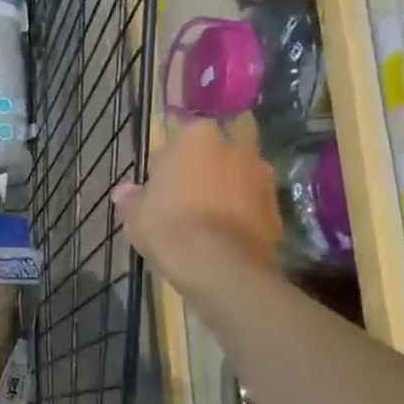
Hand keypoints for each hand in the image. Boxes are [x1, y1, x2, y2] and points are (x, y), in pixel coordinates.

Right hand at [113, 120, 283, 290]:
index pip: (178, 139)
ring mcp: (262, 176)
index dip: (167, 163)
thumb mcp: (134, 214)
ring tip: (207, 218)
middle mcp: (235, 147)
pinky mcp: (277, 207)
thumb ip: (131, 197)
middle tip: (188, 193)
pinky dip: (241, 213)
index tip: (158, 184)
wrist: (219, 265)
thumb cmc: (169, 226)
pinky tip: (223, 235)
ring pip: (239, 175)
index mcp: (197, 137)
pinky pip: (252, 203)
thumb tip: (126, 192)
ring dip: (227, 188)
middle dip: (206, 166)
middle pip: (217, 150)